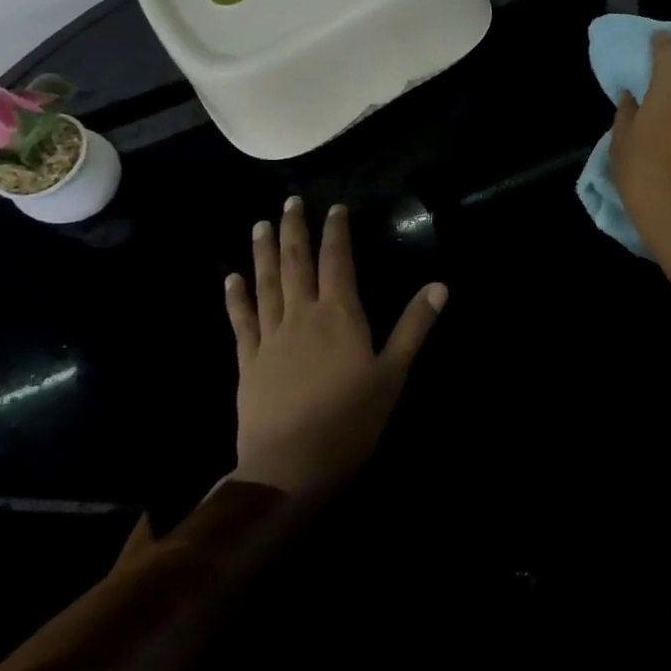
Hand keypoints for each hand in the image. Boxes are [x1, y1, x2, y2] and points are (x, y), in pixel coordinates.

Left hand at [222, 197, 446, 492]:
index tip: (334, 208)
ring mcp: (271, 338)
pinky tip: (230, 279)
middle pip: (296, 263)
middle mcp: (302, 316)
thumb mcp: (393, 373)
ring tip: (260, 225)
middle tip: (289, 202)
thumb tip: (440, 285)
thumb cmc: (351, 420)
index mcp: (340, 315)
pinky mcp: (249, 362)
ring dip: (264, 253)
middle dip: (294, 230)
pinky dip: (236, 297)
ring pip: (266, 284)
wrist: (290, 469)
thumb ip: (414, 327)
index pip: (337, 261)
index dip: (336, 232)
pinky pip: (241, 322)